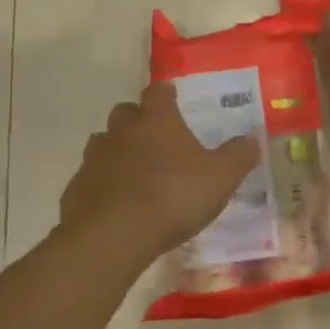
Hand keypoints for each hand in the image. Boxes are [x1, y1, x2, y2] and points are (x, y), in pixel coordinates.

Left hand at [59, 83, 260, 263]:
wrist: (112, 236)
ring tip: (137, 172)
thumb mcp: (220, 178)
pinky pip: (92, 178)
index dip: (166, 93)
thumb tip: (252, 138)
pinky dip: (104, 184)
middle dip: (139, 120)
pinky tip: (117, 204)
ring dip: (119, 151)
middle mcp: (122, 131)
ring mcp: (94, 158)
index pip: (158, 92)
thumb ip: (238, 156)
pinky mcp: (77, 188)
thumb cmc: (172, 197)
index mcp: (156, 120)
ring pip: (105, 143)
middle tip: (157, 138)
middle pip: (126, 113)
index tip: (173, 96)